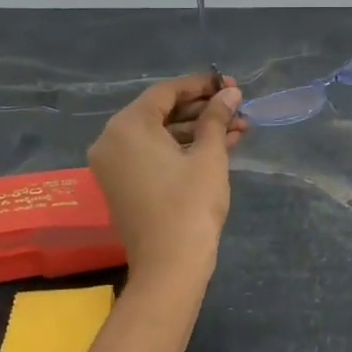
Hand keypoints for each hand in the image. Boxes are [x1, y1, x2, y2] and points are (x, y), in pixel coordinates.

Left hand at [88, 73, 245, 289]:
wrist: (169, 266)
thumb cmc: (190, 205)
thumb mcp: (208, 156)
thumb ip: (216, 117)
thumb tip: (230, 93)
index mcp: (127, 126)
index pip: (166, 92)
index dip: (201, 85)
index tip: (231, 84)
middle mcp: (112, 140)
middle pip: (162, 113)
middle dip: (203, 110)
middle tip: (238, 107)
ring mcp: (114, 165)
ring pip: (161, 136)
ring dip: (198, 131)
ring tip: (239, 129)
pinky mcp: (123, 185)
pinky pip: (153, 155)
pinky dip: (182, 150)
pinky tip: (220, 147)